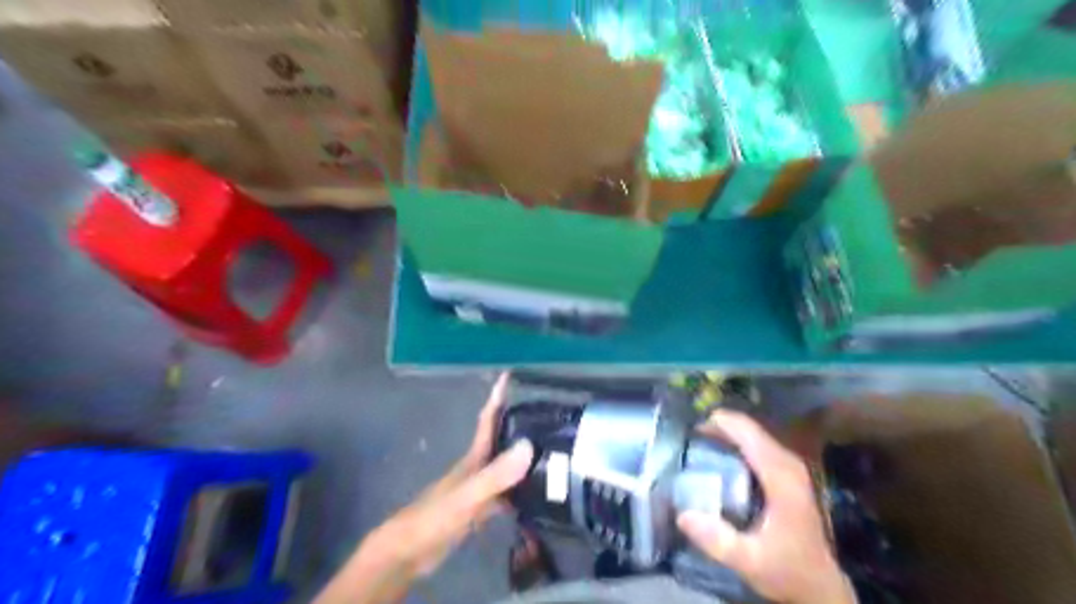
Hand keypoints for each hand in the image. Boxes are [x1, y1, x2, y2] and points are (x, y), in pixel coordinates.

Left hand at [315, 375, 532, 601]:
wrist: (409, 551)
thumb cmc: (435, 517)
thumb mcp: (468, 495)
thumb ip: (496, 474)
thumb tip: (528, 446)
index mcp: (475, 458)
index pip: (489, 419)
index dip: (498, 397)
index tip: (510, 374)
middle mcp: (478, 467)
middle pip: (501, 439)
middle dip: (519, 422)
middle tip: (546, 412)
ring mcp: (479, 489)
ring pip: (506, 465)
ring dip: (523, 455)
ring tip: (551, 449)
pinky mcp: (480, 510)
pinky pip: (507, 492)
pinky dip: (521, 488)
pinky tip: (538, 493)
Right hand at [675, 411, 853, 603]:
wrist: (820, 587)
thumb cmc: (786, 571)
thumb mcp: (749, 561)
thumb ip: (717, 540)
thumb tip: (683, 514)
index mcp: (781, 478)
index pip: (749, 434)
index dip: (720, 423)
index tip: (690, 429)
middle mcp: (788, 465)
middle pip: (750, 429)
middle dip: (718, 427)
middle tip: (688, 439)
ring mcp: (791, 467)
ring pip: (755, 435)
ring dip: (727, 434)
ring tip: (697, 445)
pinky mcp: (789, 474)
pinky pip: (758, 446)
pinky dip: (737, 444)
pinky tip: (719, 457)